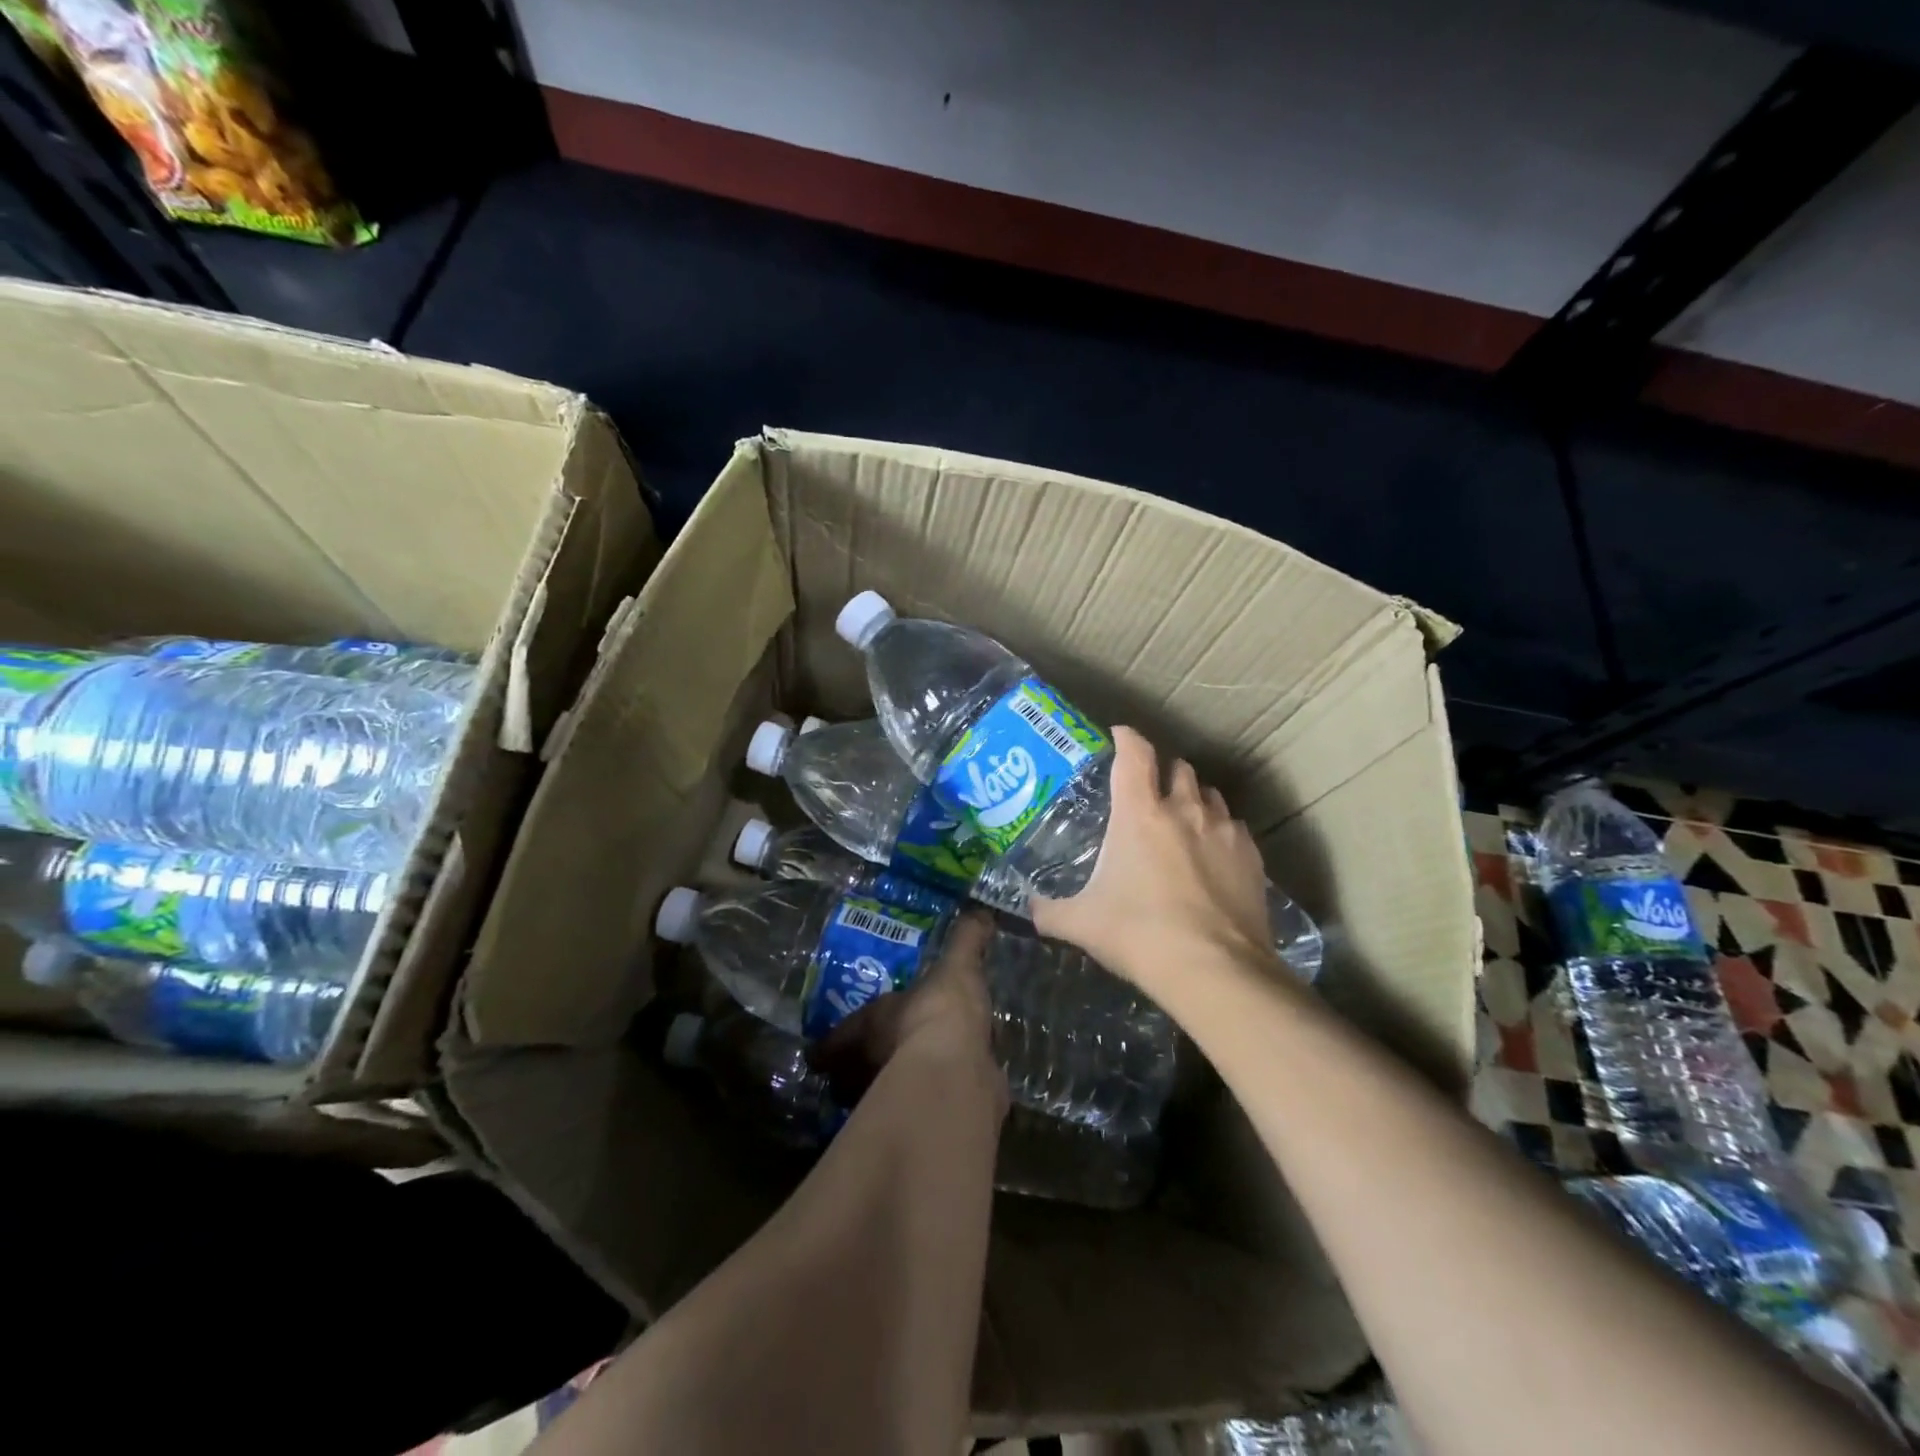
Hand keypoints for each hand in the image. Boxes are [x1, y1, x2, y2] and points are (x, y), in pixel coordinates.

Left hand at [807, 910, 1004, 1113]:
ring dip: (898, 1088)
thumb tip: (979, 913)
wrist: (957, 1073)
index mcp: (862, 1033)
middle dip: (861, 1072)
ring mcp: (895, 1103)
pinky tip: (954, 1088)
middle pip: (852, 1080)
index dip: (827, 1050)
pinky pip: (925, 1108)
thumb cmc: (938, 1013)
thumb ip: (965, 941)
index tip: (821, 1056)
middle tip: (877, 1059)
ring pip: (885, 1098)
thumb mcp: (956, 966)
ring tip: (919, 1072)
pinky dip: (936, 1099)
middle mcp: (868, 1073)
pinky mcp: (927, 1124)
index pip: (830, 1046)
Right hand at [1032, 726, 1276, 997]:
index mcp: (1140, 813)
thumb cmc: (1139, 935)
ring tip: (1183, 823)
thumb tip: (1029, 908)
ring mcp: (1223, 830)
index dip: (1125, 737)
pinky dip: (1220, 832)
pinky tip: (1213, 857)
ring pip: (1210, 794)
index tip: (1118, 735)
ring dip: (1194, 800)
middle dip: (1163, 773)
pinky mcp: (1252, 856)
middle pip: (1178, 767)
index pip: (1134, 753)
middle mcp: (1184, 809)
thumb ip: (1050, 911)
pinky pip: (1234, 828)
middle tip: (1149, 795)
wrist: (1214, 970)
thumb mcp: (1082, 924)